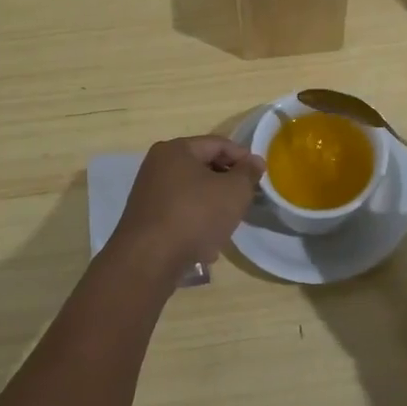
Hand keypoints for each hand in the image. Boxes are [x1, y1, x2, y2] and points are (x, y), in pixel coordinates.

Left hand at [108, 135, 264, 282]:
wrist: (149, 261)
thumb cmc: (195, 215)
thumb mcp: (234, 191)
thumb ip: (248, 173)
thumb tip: (254, 161)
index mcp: (176, 150)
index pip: (218, 144)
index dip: (243, 157)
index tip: (260, 176)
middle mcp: (158, 166)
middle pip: (203, 168)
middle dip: (227, 184)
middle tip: (245, 200)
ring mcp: (149, 194)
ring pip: (193, 193)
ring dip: (213, 207)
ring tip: (228, 226)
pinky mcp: (146, 220)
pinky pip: (180, 214)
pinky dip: (195, 224)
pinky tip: (206, 247)